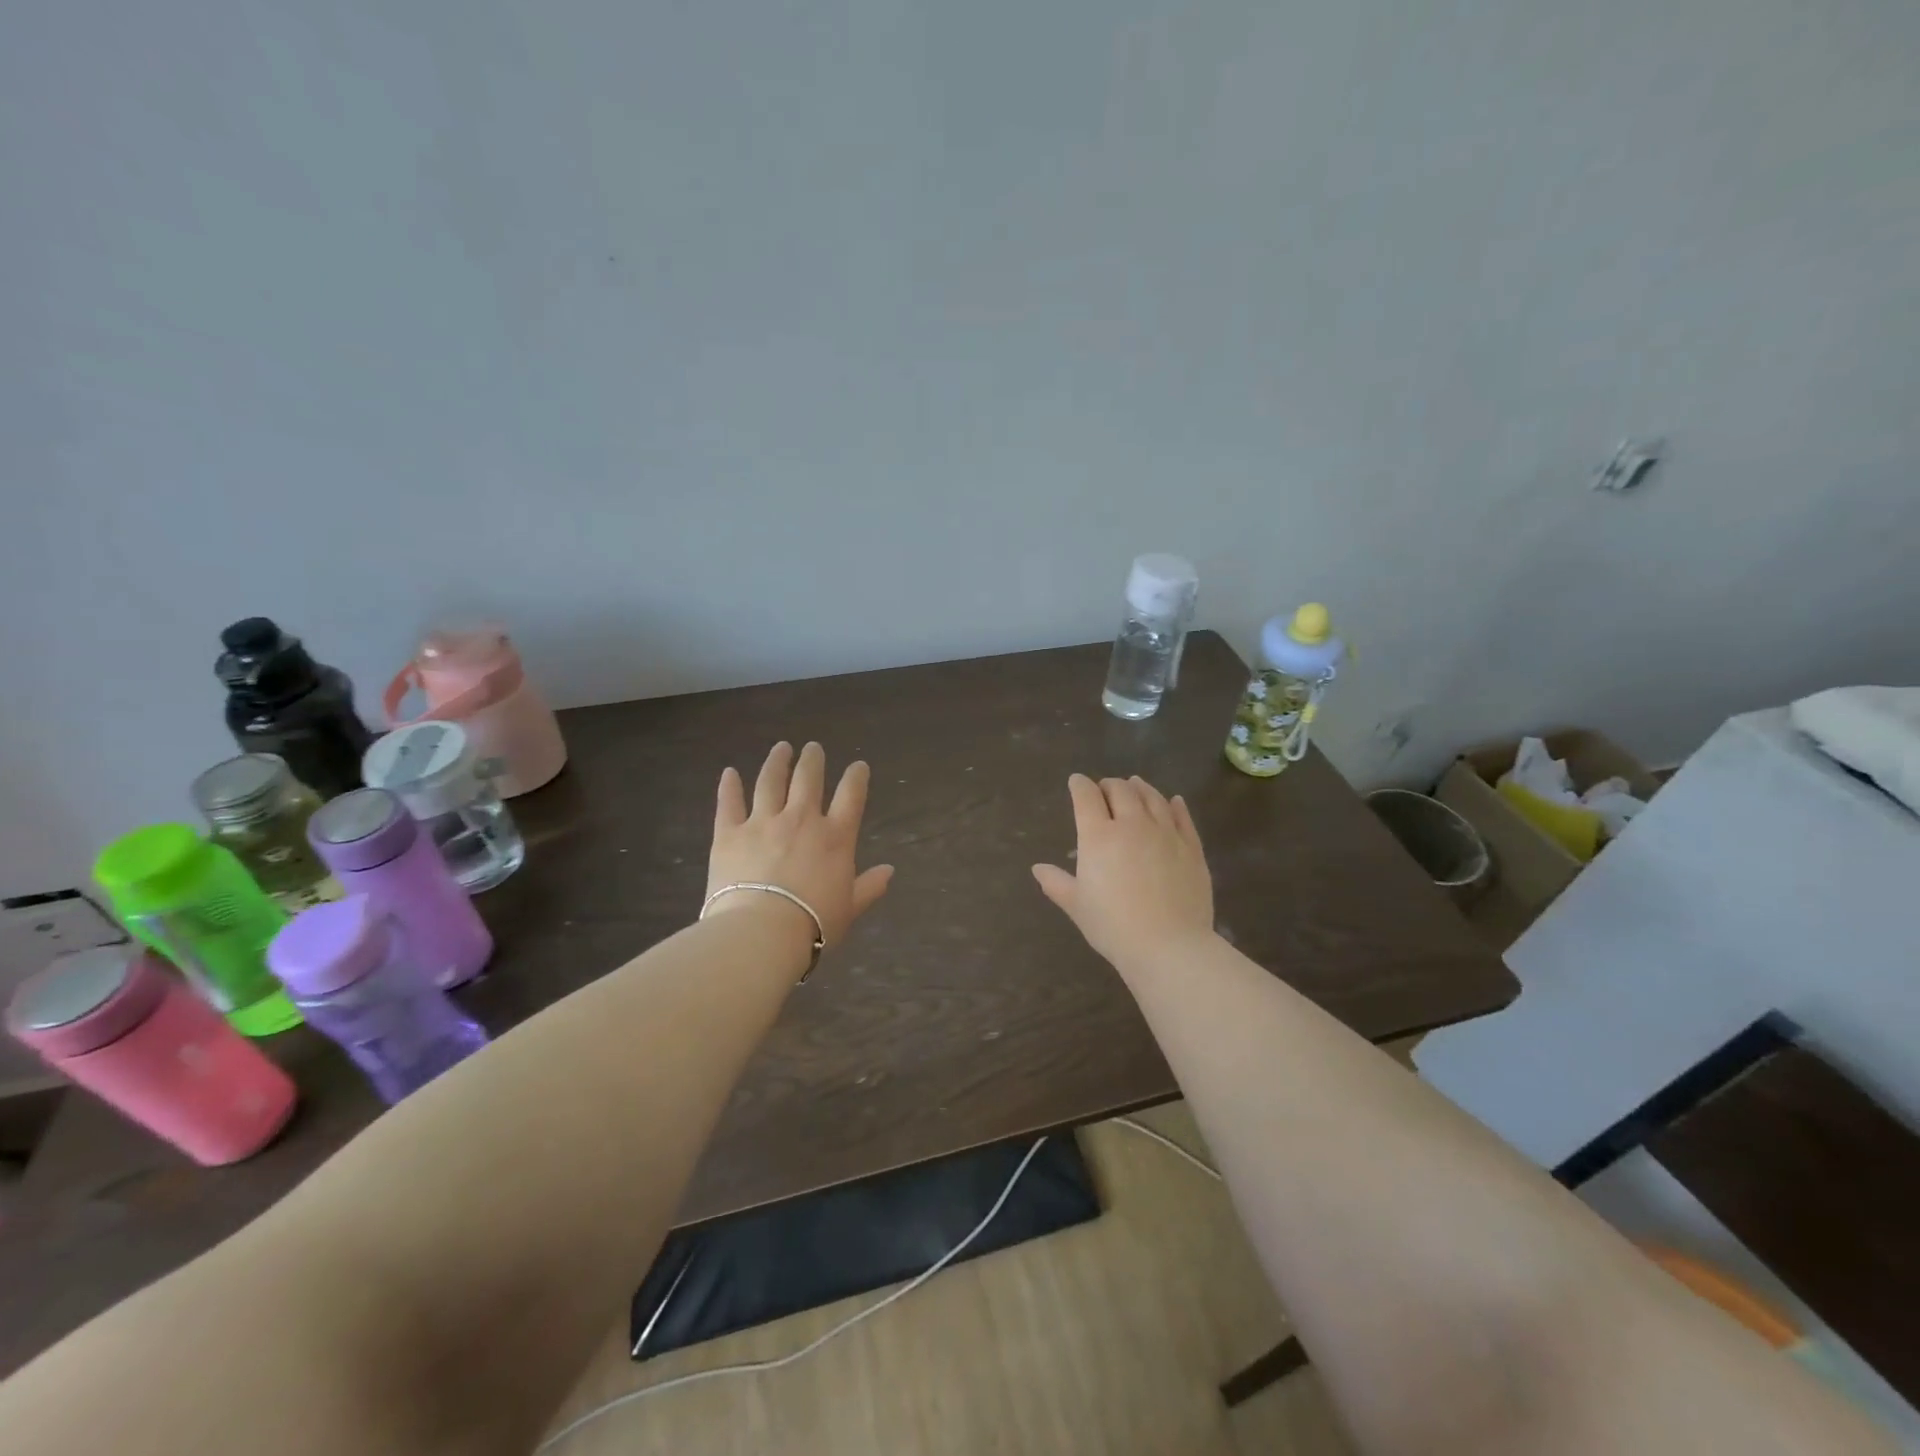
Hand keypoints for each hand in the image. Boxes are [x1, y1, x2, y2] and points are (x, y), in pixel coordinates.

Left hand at [708, 742, 894, 946]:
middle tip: (812, 748)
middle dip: (812, 760)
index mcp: (835, 837)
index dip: (856, 778)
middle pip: (808, 779)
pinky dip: (729, 786)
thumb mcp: (849, 908)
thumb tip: (889, 870)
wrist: (761, 933)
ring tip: (781, 748)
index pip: (850, 796)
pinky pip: (729, 803)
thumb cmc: (813, 924)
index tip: (858, 766)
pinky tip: (729, 772)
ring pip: (770, 782)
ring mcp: (762, 822)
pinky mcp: (729, 833)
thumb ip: (869, 886)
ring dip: (776, 762)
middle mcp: (801, 820)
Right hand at [1032, 775, 1214, 968]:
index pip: (1086, 797)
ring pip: (1152, 797)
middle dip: (1109, 785)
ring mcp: (1166, 833)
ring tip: (1135, 785)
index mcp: (1098, 836)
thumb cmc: (1113, 926)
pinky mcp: (1191, 847)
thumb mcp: (1077, 905)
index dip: (1079, 785)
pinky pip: (1183, 817)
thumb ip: (1056, 883)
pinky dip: (1175, 805)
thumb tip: (1037, 868)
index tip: (1076, 782)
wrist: (1169, 945)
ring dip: (1140, 787)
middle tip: (1104, 789)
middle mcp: (1132, 824)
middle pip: (1121, 790)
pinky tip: (1174, 801)